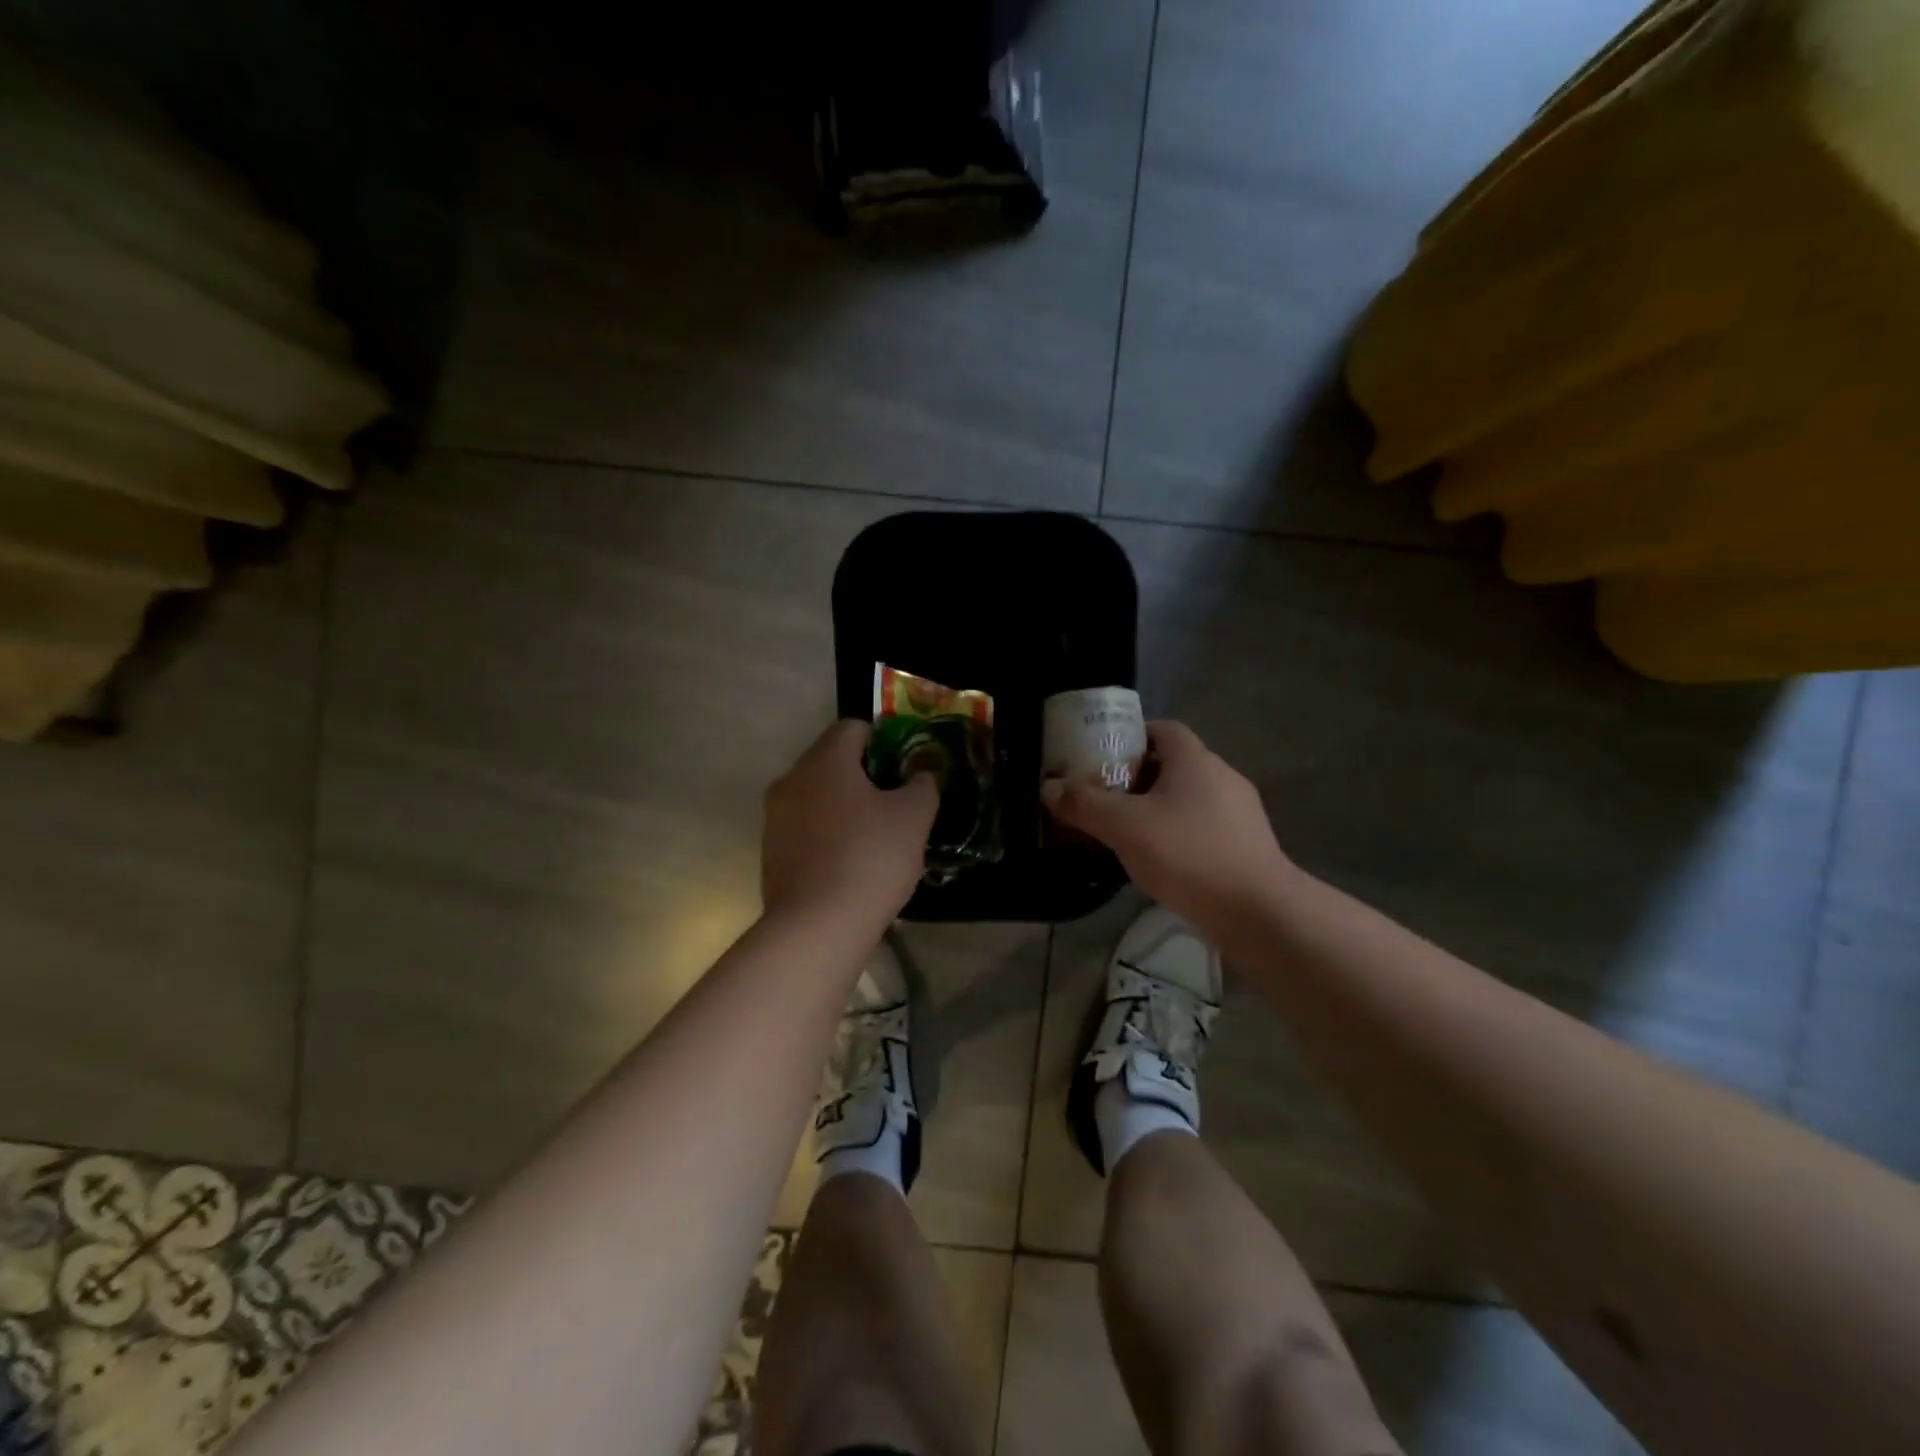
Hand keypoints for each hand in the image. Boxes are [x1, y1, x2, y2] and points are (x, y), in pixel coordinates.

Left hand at [763, 720, 937, 930]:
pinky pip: (805, 828)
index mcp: (825, 760)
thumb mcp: (914, 817)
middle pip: (832, 761)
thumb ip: (923, 784)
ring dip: (845, 806)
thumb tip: (921, 774)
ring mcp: (775, 817)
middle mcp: (792, 779)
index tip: (904, 769)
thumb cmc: (871, 858)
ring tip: (875, 837)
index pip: (854, 727)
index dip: (884, 741)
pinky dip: (827, 834)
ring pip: (817, 796)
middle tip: (896, 804)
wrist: (817, 926)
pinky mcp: (770, 851)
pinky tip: (850, 864)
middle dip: (865, 776)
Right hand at [1043, 720, 1295, 934]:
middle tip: (1106, 798)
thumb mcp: (1124, 827)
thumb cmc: (1187, 853)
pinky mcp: (1249, 845)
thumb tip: (1049, 787)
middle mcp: (1222, 776)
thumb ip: (1084, 804)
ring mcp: (1241, 812)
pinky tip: (1163, 862)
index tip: (1103, 758)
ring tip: (1128, 833)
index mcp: (1195, 760)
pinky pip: (1205, 827)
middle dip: (1138, 777)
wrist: (1258, 911)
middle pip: (1174, 764)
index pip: (1162, 729)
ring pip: (1190, 798)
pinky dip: (1181, 834)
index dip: (1131, 737)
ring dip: (1159, 808)